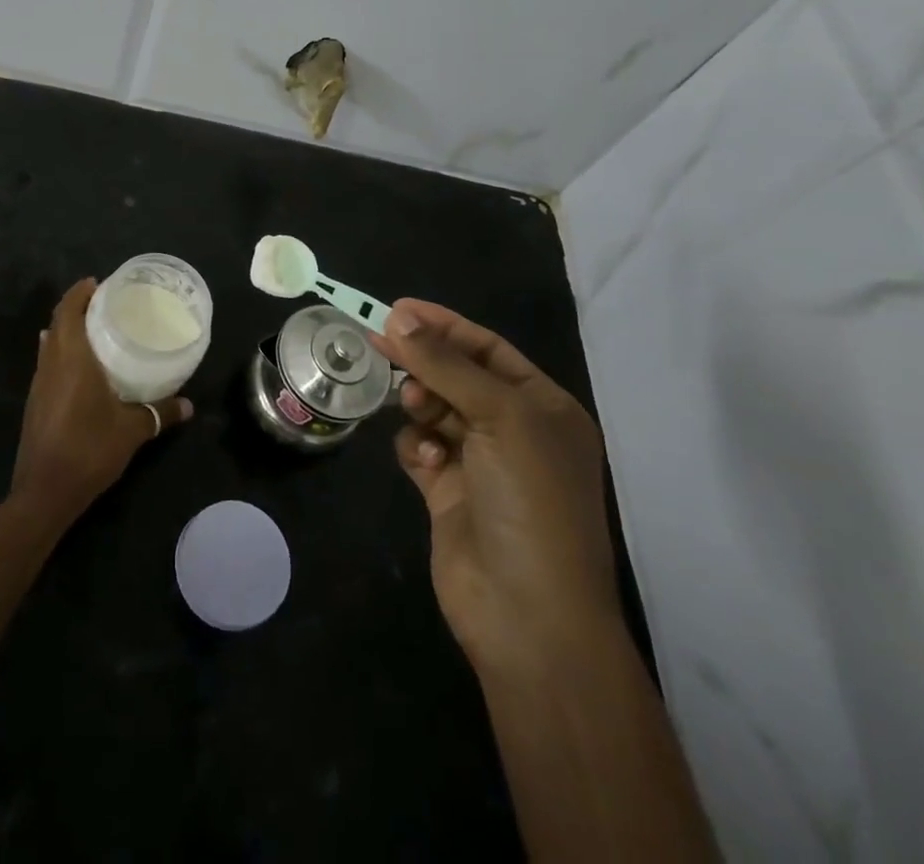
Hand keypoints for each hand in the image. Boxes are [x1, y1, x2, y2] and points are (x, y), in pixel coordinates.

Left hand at [9, 277, 191, 531]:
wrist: (44, 492)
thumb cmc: (89, 449)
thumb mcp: (132, 430)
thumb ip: (160, 413)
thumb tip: (189, 405)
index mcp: (71, 358)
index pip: (68, 311)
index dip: (79, 292)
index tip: (97, 282)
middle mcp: (50, 364)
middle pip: (57, 323)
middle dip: (76, 308)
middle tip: (104, 304)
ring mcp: (38, 384)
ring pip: (49, 344)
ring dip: (67, 330)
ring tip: (95, 330)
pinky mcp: (35, 403)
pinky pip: (48, 364)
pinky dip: (62, 352)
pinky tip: (81, 367)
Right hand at [369, 299, 617, 672]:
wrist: (528, 614)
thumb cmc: (530, 500)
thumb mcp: (500, 417)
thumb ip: (446, 363)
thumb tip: (399, 316)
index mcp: (544, 408)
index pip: (488, 349)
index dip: (444, 325)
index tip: (397, 308)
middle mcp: (515, 432)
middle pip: (457, 377)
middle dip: (424, 361)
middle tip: (380, 342)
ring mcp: (481, 464)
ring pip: (434, 410)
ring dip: (420, 402)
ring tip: (414, 406)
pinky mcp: (447, 493)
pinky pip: (421, 448)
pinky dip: (417, 446)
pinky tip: (425, 460)